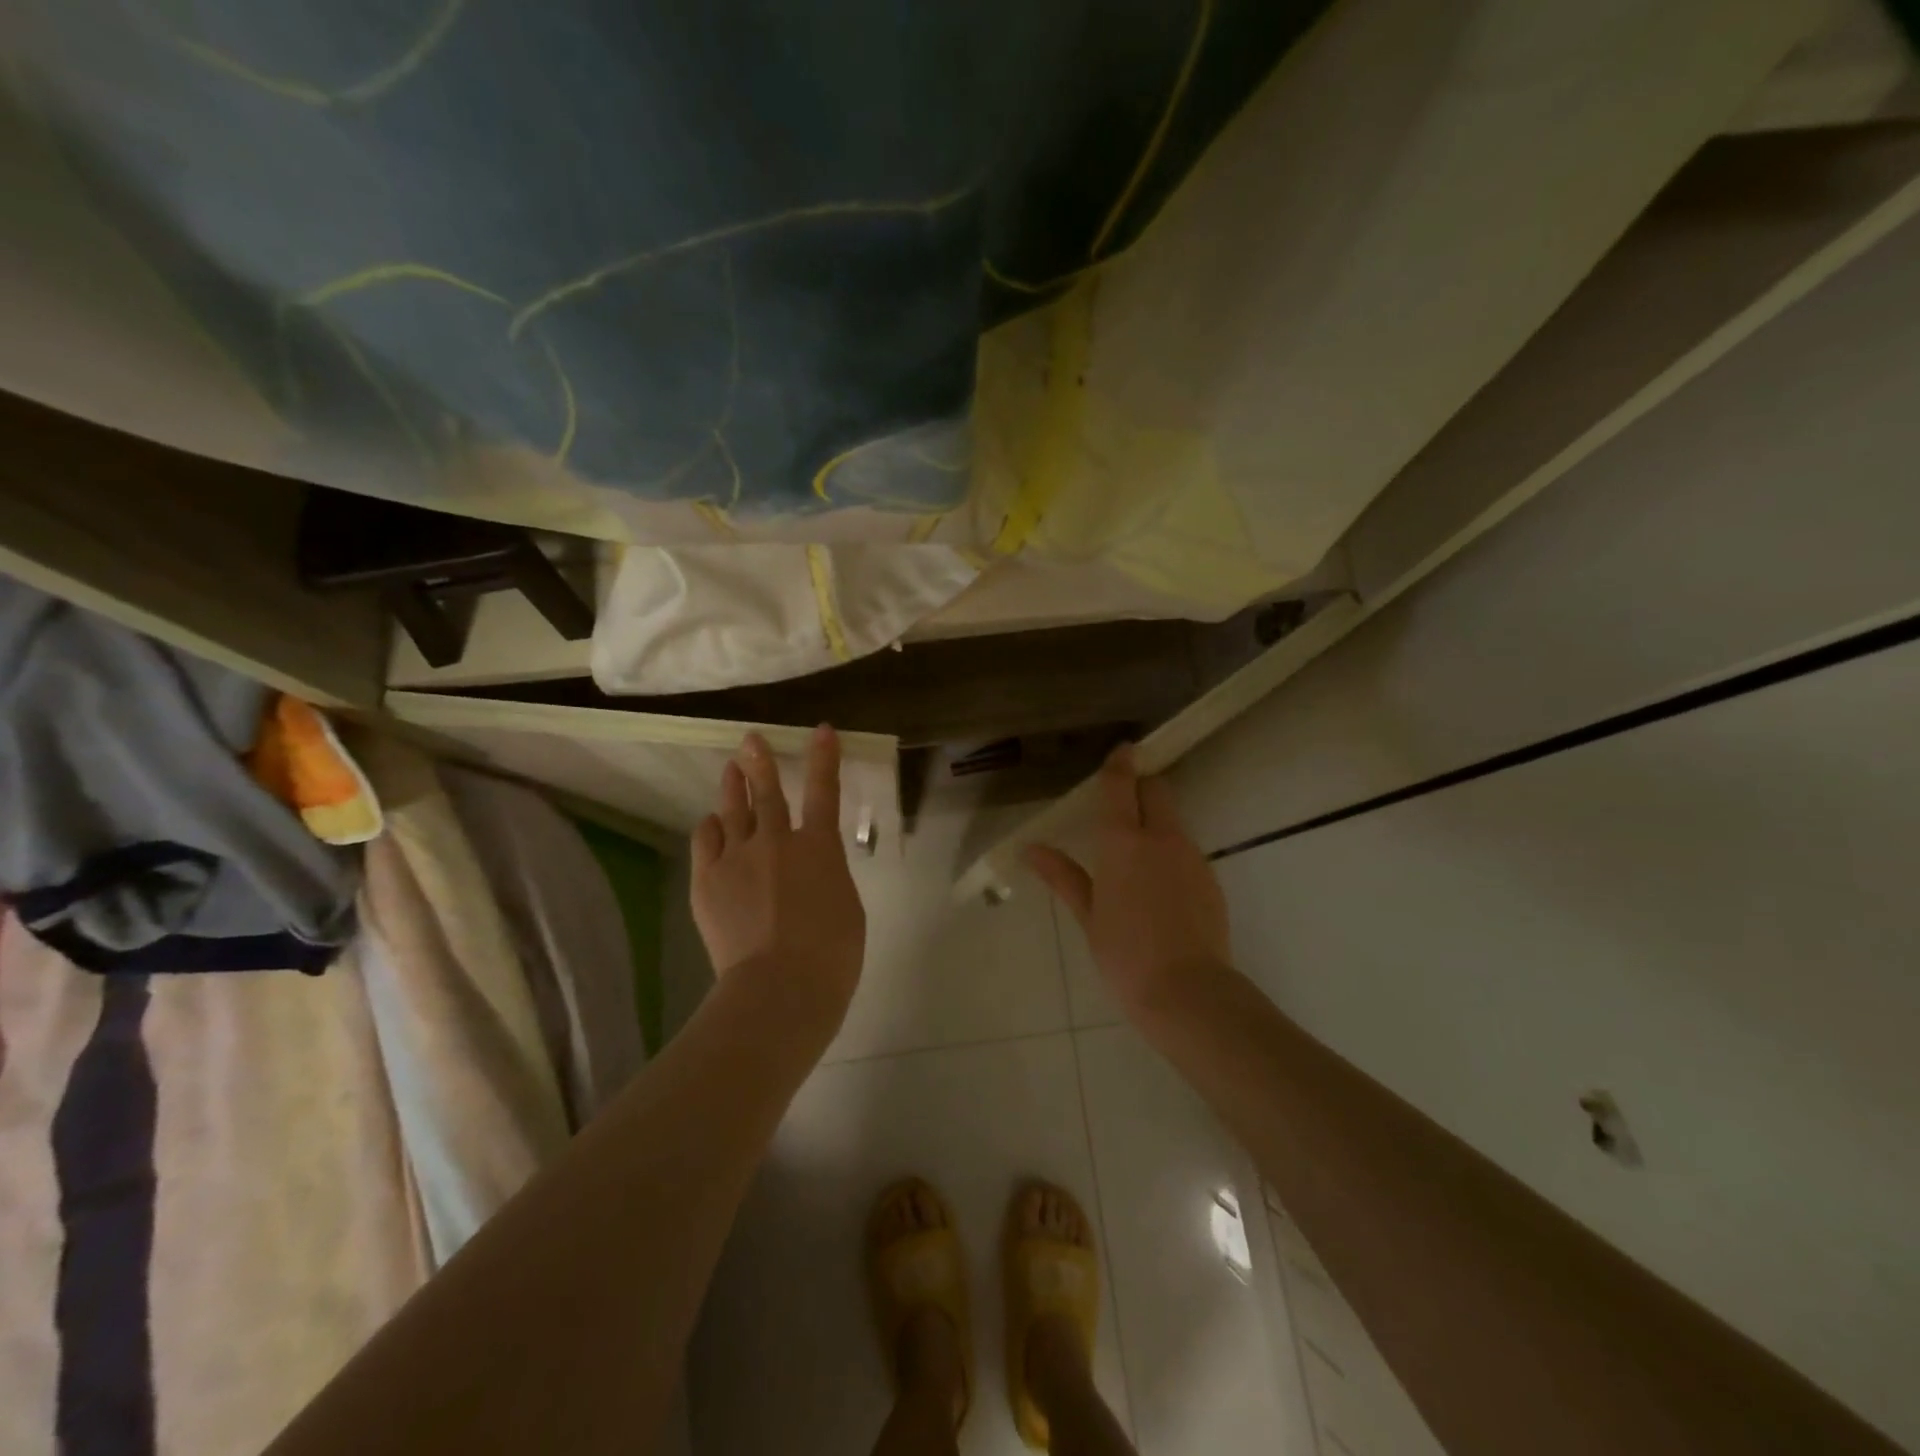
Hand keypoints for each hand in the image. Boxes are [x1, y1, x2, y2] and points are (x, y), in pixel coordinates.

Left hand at [691, 726, 865, 1024]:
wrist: (780, 988)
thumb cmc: (831, 955)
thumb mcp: (846, 907)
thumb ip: (826, 876)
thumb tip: (811, 869)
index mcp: (819, 848)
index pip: (824, 792)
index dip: (824, 758)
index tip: (822, 730)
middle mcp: (776, 842)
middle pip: (767, 792)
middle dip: (761, 761)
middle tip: (751, 738)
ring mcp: (738, 858)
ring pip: (732, 811)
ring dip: (733, 787)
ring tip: (731, 769)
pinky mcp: (707, 881)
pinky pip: (705, 841)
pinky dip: (710, 828)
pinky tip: (711, 825)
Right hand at [1023, 746, 1228, 1013]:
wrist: (1188, 992)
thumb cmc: (1125, 954)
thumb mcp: (1088, 915)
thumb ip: (1063, 876)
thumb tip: (1032, 849)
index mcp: (1122, 842)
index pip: (1121, 786)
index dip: (1120, 764)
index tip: (1123, 749)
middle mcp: (1161, 838)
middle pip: (1156, 792)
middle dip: (1141, 788)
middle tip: (1122, 804)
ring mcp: (1191, 856)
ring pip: (1173, 821)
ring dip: (1156, 823)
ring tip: (1137, 857)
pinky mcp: (1210, 878)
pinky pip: (1186, 850)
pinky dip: (1171, 853)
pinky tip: (1160, 889)